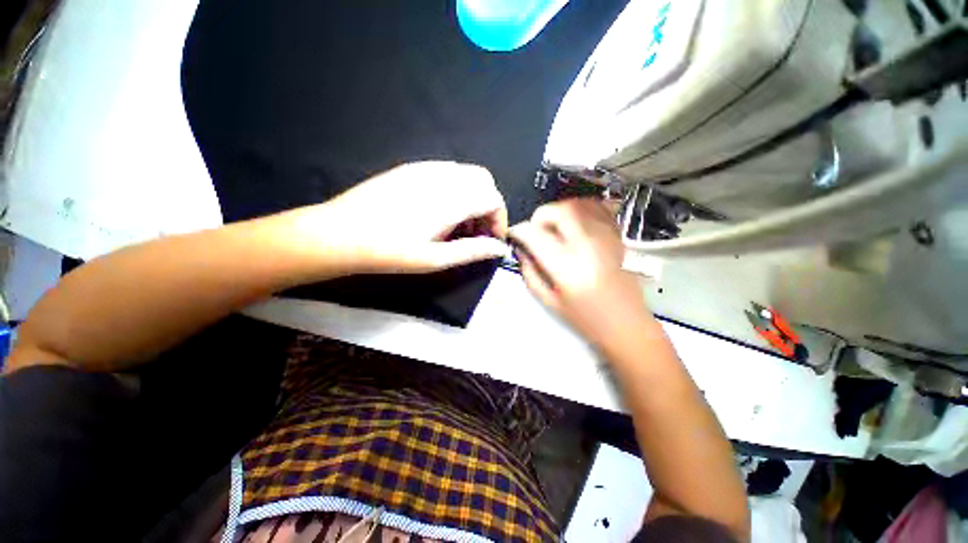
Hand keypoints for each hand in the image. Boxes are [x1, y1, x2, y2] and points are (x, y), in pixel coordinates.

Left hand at [302, 161, 509, 272]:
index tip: (491, 239)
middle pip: (484, 180)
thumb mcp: (435, 259)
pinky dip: (455, 189)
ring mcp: (425, 168)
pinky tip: (439, 210)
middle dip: (489, 205)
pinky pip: (446, 172)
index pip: (493, 198)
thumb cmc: (390, 252)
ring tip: (458, 224)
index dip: (499, 219)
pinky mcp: (411, 168)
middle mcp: (442, 177)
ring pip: (466, 174)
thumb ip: (472, 251)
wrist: (341, 234)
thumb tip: (500, 249)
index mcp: (451, 200)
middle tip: (477, 231)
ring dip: (472, 196)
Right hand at [510, 199, 654, 349]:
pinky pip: (598, 208)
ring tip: (554, 228)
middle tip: (536, 230)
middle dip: (541, 216)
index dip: (519, 231)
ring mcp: (606, 237)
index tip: (514, 235)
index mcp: (567, 266)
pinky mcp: (618, 236)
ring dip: (559, 211)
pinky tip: (574, 224)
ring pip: (578, 204)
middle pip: (559, 210)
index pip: (535, 234)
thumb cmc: (585, 319)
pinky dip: (581, 209)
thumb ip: (530, 271)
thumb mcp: (548, 300)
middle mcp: (588, 245)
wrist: (627, 324)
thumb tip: (521, 248)